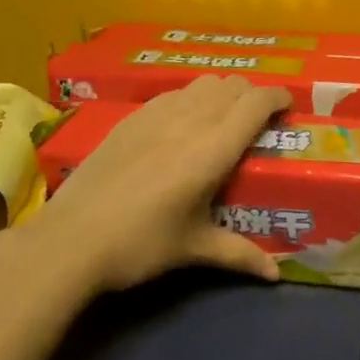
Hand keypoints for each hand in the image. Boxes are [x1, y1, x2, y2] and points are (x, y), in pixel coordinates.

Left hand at [29, 76, 291, 293]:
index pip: (256, 102)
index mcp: (213, 148)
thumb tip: (275, 276)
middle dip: (253, 95)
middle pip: (233, 85)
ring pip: (203, 83)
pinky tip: (181, 126)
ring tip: (222, 119)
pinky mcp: (131, 117)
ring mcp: (157, 113)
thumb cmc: (140, 244)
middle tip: (257, 121)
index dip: (278, 98)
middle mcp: (190, 119)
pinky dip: (191, 98)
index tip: (288, 108)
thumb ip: (239, 255)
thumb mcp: (193, 248)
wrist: (71, 239)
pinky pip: (174, 93)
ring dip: (222, 93)